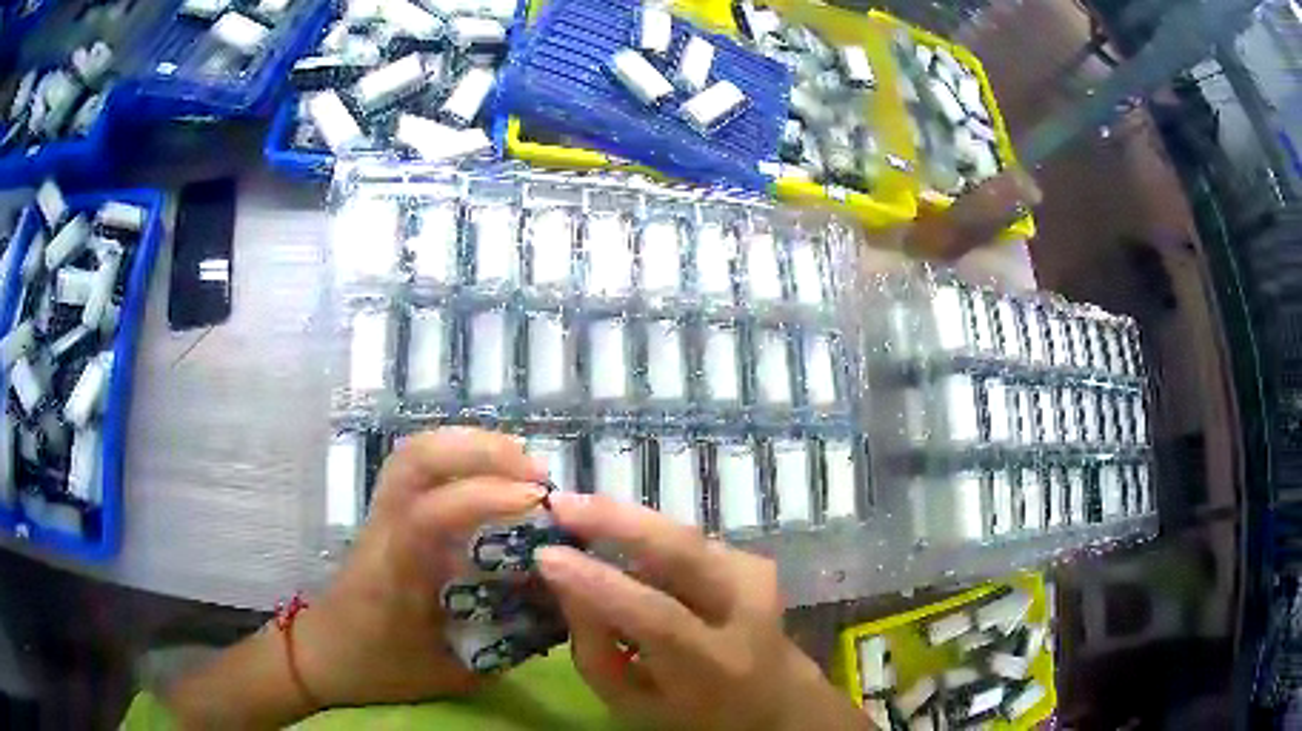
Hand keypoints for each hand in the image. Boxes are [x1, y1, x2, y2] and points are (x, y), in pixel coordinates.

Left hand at [293, 428, 547, 707]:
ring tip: (521, 465)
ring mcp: (380, 513)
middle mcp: (384, 530)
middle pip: (416, 459)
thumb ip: (505, 645)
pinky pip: (418, 464)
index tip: (536, 503)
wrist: (326, 652)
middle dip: (482, 452)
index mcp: (395, 574)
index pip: (428, 515)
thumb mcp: (453, 674)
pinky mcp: (385, 510)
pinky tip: (491, 472)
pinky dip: (459, 454)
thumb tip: (559, 608)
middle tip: (537, 475)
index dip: (482, 498)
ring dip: (473, 446)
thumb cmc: (383, 668)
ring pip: (416, 452)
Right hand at [535, 493, 867, 730]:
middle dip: (616, 520)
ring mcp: (756, 578)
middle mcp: (746, 612)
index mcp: (714, 666)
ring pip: (682, 536)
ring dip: (627, 520)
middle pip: (683, 552)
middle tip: (558, 504)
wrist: (778, 699)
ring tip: (574, 511)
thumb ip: (596, 650)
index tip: (544, 556)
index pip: (655, 615)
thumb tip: (566, 582)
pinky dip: (647, 534)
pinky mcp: (753, 560)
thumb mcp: (633, 704)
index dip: (599, 582)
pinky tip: (616, 534)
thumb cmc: (694, 715)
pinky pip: (687, 541)